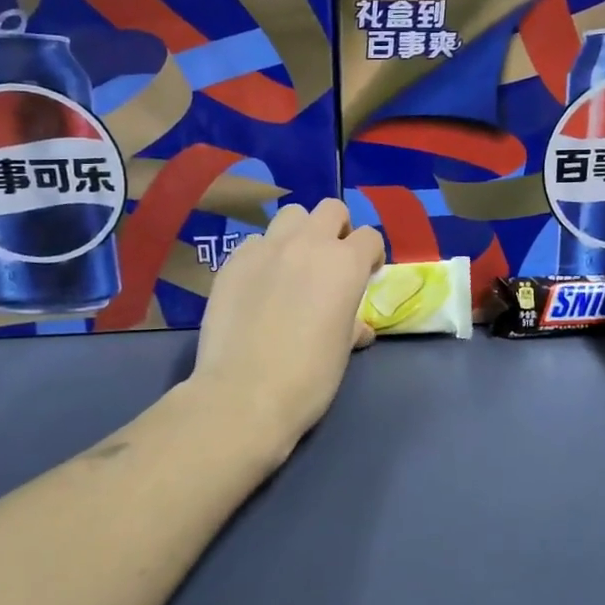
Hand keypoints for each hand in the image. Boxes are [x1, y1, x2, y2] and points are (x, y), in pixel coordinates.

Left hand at [190, 200, 384, 455]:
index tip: (367, 275)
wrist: (243, 394)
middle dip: (338, 229)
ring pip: (291, 215)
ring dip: (300, 232)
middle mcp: (308, 244)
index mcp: (345, 264)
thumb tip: (357, 328)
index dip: (371, 254)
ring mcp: (267, 248)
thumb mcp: (342, 351)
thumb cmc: (308, 378)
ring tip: (293, 263)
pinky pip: (256, 241)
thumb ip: (352, 325)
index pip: (370, 236)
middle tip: (331, 261)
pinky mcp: (233, 260)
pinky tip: (259, 283)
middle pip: (331, 209)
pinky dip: (265, 254)